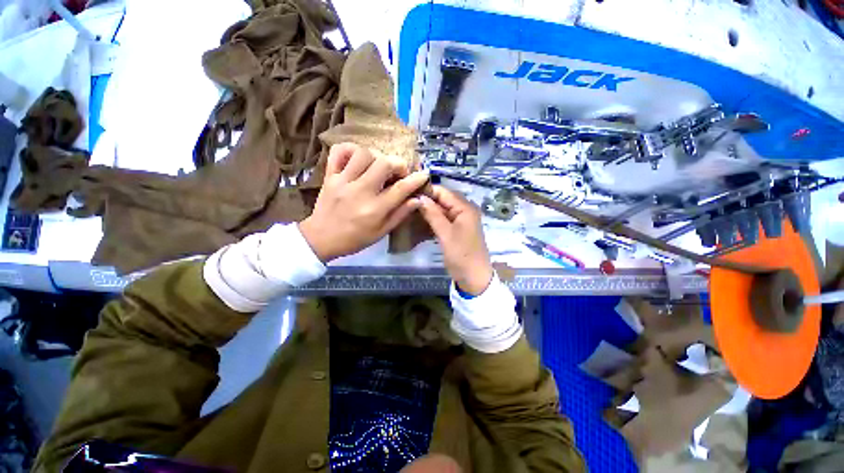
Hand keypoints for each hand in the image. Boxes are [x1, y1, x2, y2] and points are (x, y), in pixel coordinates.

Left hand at [299, 143, 429, 262]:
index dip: (416, 179)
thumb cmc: (355, 239)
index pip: (400, 188)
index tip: (423, 175)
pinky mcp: (329, 175)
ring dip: (377, 157)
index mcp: (375, 209)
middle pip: (384, 164)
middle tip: (398, 173)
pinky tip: (358, 157)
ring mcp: (342, 181)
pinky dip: (350, 149)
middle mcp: (360, 191)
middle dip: (398, 164)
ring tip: (379, 167)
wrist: (321, 239)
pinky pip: (339, 152)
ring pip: (364, 153)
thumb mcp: (381, 232)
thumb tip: (417, 200)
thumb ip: (400, 214)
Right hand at [418, 185, 493, 294]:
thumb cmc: (462, 255)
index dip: (427, 191)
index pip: (444, 192)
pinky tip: (419, 221)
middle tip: (407, 203)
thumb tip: (419, 197)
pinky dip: (433, 220)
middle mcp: (464, 210)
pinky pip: (443, 219)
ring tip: (410, 211)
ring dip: (428, 211)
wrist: (474, 278)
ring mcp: (461, 220)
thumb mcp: (446, 234)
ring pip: (442, 210)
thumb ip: (433, 215)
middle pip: (443, 200)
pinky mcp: (456, 229)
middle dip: (427, 201)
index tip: (409, 194)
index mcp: (465, 208)